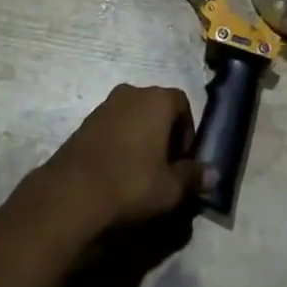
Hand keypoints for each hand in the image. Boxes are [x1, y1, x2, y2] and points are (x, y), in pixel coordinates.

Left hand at [41, 85, 201, 229]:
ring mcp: (106, 105)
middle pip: (157, 107)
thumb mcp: (170, 188)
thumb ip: (194, 177)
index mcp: (157, 99)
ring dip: (141, 137)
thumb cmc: (132, 183)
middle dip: (164, 133)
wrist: (72, 193)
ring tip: (140, 172)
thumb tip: (214, 173)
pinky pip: (113, 127)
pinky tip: (117, 171)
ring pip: (133, 116)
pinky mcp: (85, 122)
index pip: (182, 103)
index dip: (187, 131)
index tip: (183, 160)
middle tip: (164, 167)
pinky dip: (120, 142)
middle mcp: (132, 92)